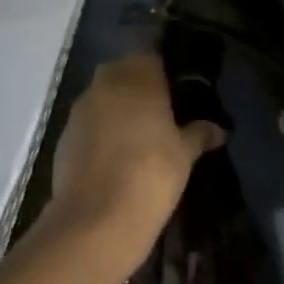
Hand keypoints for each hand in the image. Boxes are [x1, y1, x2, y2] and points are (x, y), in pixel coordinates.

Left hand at [48, 53, 222, 270]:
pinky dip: (99, 136)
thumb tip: (218, 130)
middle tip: (158, 120)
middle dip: (139, 92)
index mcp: (139, 73)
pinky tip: (112, 163)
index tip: (176, 99)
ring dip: (117, 113)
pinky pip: (88, 126)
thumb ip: (198, 135)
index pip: (155, 59)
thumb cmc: (150, 175)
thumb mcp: (184, 156)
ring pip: (105, 99)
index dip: (165, 78)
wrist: (94, 224)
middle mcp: (108, 80)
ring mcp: (81, 107)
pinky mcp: (64, 137)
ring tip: (135, 143)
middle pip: (127, 75)